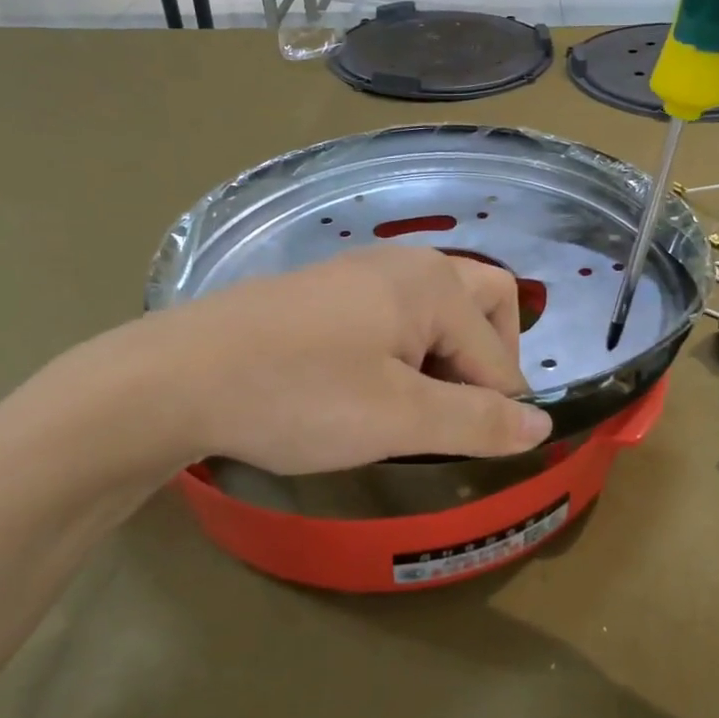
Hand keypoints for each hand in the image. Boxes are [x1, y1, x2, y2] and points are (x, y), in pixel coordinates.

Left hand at [34, 247, 552, 486]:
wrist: (176, 379)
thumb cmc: (299, 396)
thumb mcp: (399, 418)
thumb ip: (479, 422)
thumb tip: (542, 426)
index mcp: (433, 284)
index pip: (497, 353)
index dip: (499, 408)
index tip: (475, 453)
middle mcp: (404, 264)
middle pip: (482, 305)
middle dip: (486, 362)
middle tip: (455, 416)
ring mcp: (359, 273)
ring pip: (436, 312)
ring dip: (444, 359)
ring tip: (410, 410)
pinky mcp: (325, 293)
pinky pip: (393, 316)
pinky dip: (404, 352)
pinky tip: (367, 389)